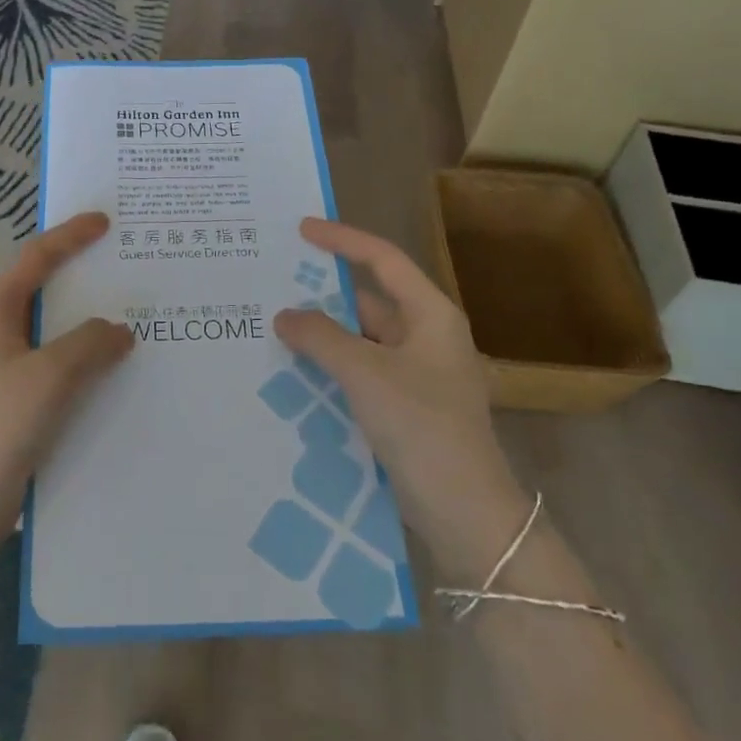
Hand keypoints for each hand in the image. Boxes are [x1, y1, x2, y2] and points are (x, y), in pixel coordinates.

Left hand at [0, 212, 132, 538]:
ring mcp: (4, 371)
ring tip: (132, 319)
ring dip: (88, 324)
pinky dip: (84, 360)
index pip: (35, 258)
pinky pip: (57, 367)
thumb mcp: (50, 376)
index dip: (69, 235)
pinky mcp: (14, 403)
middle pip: (44, 291)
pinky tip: (113, 374)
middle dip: (83, 277)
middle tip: (126, 268)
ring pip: (54, 333)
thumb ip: (89, 343)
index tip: (105, 222)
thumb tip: (119, 330)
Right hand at [274, 219, 518, 534]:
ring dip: (324, 334)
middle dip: (324, 293)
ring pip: (362, 339)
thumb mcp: (365, 373)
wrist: (464, 510)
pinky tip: (295, 370)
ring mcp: (417, 373)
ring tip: (275, 326)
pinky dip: (331, 365)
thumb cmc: (421, 425)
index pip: (383, 260)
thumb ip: (320, 337)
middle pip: (370, 300)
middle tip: (276, 283)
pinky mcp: (405, 405)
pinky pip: (361, 371)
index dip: (343, 239)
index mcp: (430, 315)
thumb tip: (284, 315)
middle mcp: (426, 336)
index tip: (302, 230)